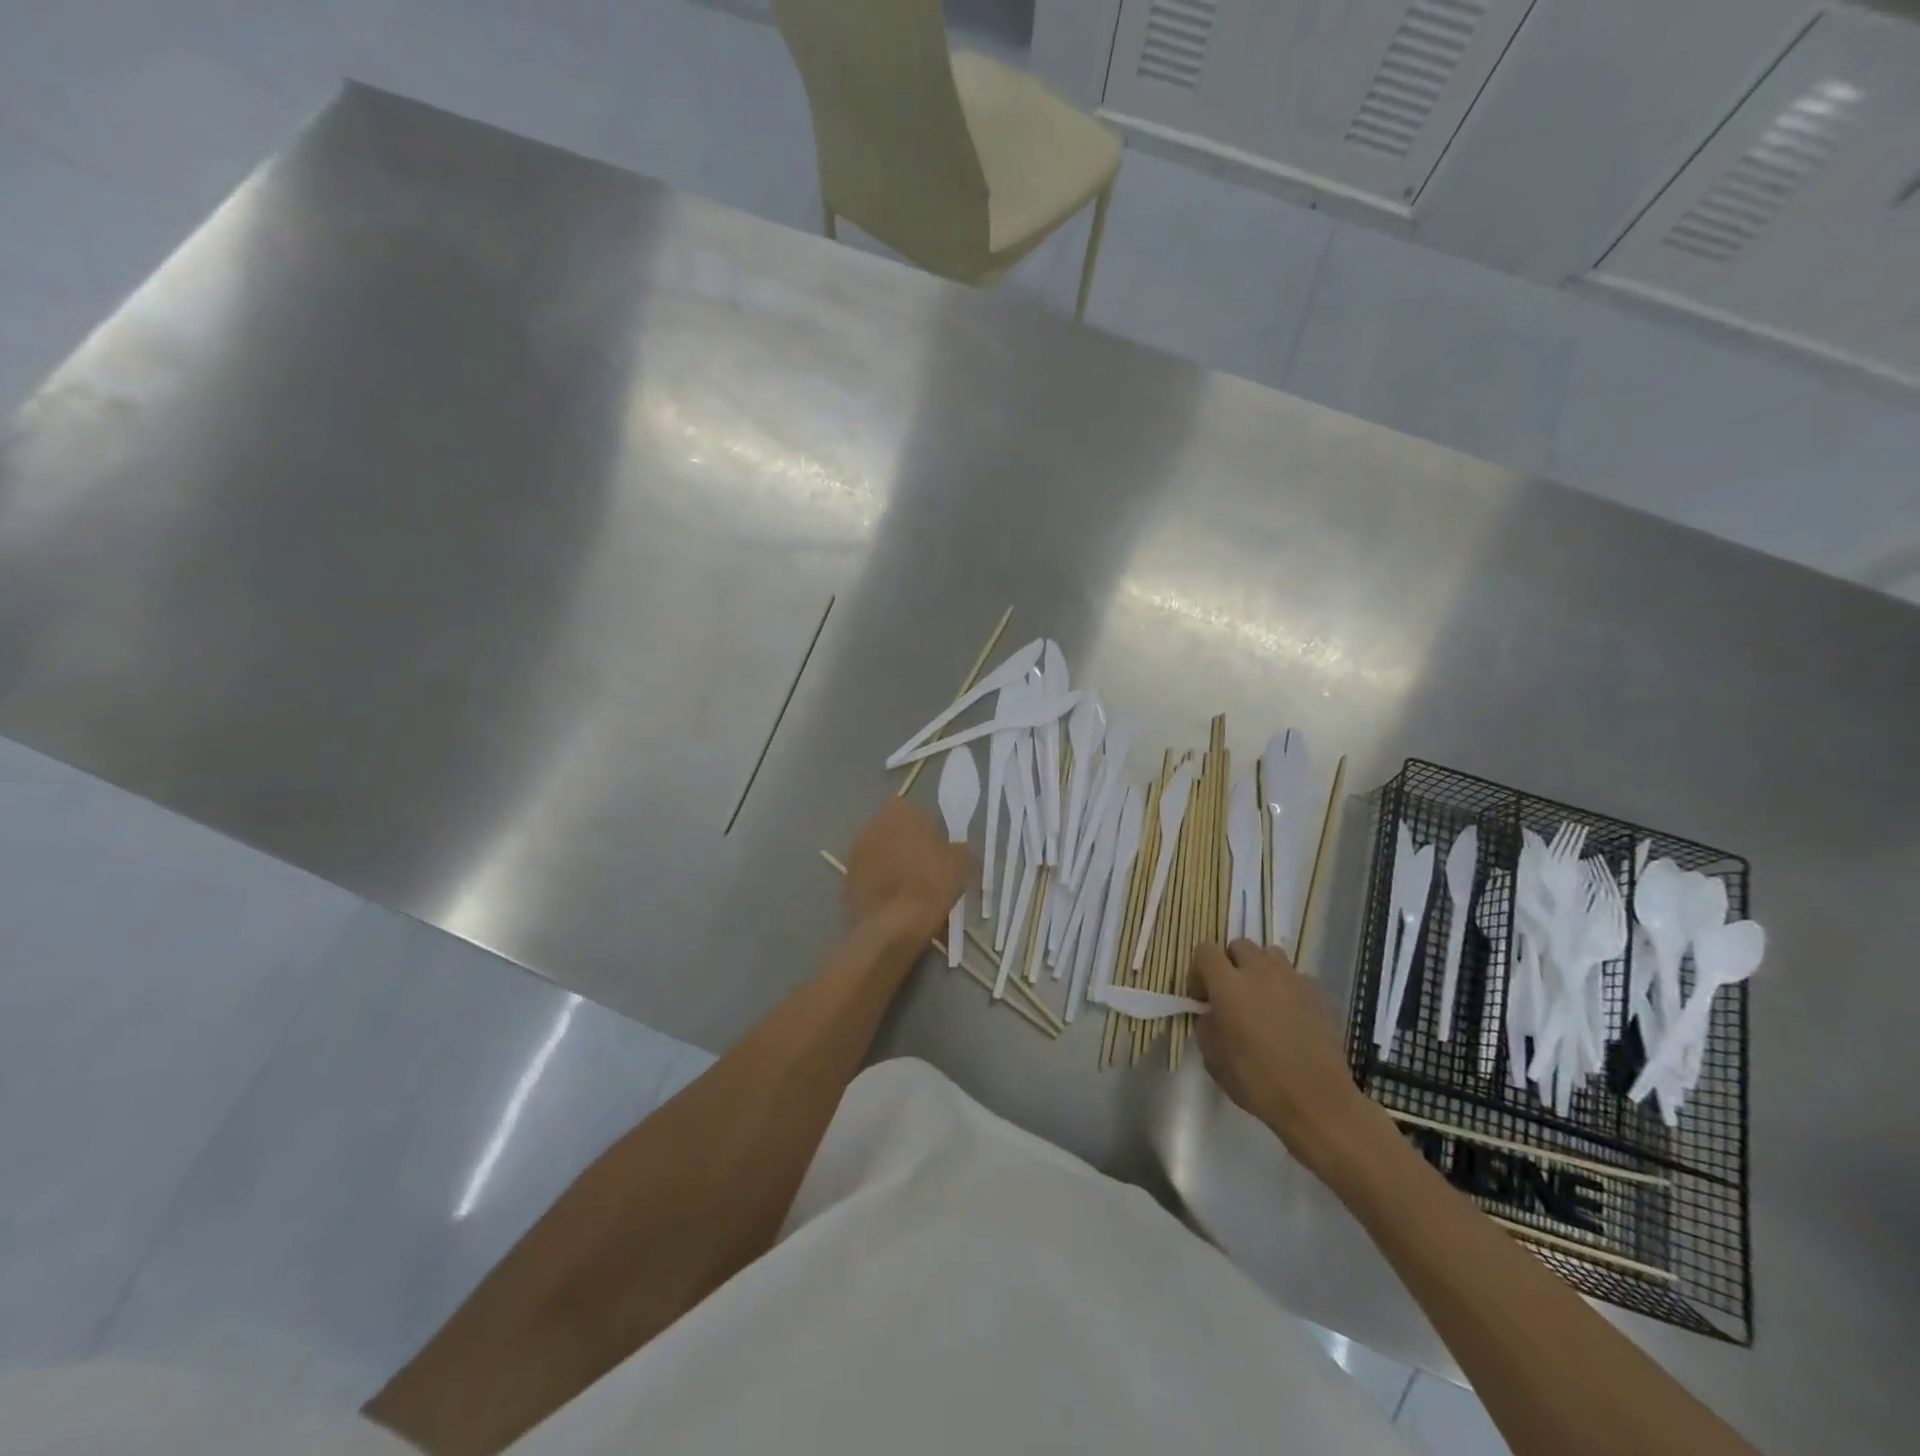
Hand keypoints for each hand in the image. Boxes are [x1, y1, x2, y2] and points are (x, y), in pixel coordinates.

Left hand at [843, 800, 970, 944]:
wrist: (891, 927)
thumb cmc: (930, 885)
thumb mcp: (961, 864)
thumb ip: (962, 848)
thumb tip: (960, 849)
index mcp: (899, 811)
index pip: (916, 812)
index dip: (929, 831)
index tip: (940, 852)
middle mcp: (872, 825)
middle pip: (896, 833)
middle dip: (909, 848)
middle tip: (929, 871)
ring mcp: (855, 853)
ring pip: (882, 855)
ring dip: (894, 867)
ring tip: (913, 893)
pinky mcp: (846, 880)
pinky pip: (871, 878)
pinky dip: (882, 887)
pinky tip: (897, 906)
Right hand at [1191, 940, 1381, 1182]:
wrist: (1317, 1102)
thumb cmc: (1258, 1082)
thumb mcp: (1213, 1059)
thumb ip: (1206, 1025)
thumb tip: (1211, 1013)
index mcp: (1228, 985)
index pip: (1205, 951)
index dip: (1199, 971)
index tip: (1203, 999)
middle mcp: (1259, 972)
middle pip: (1239, 946)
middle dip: (1230, 965)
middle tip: (1232, 996)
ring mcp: (1292, 979)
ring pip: (1270, 954)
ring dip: (1260, 970)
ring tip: (1262, 999)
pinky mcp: (1318, 993)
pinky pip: (1295, 976)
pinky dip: (1287, 988)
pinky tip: (1290, 1015)